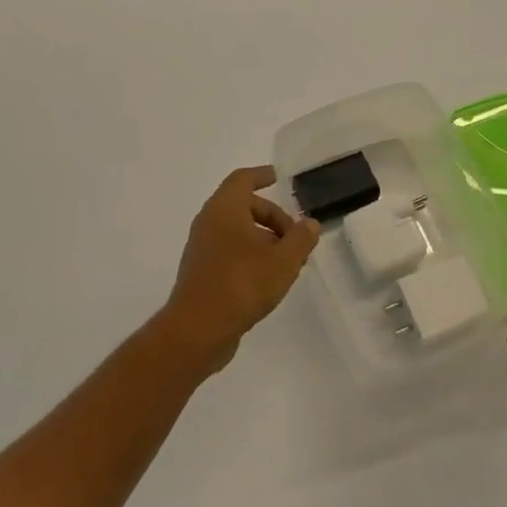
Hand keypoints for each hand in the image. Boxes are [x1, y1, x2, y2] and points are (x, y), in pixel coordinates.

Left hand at [161, 166, 319, 373]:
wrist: (196, 331)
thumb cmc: (241, 284)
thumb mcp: (283, 261)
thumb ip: (301, 239)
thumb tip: (310, 223)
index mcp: (225, 208)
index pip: (243, 179)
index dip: (261, 175)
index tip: (277, 177)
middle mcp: (209, 222)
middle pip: (243, 206)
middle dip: (272, 216)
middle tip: (295, 237)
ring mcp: (202, 248)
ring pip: (236, 231)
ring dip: (263, 238)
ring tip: (287, 261)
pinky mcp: (200, 272)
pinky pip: (228, 250)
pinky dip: (249, 254)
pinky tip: (268, 278)